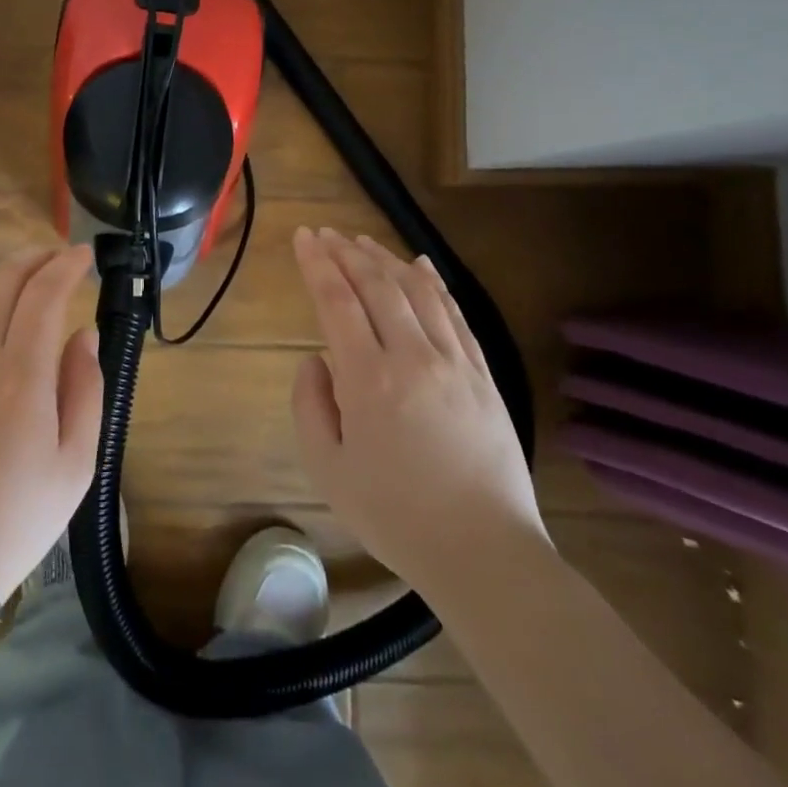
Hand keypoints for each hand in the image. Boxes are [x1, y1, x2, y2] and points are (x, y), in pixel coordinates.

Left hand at [0, 246, 102, 600]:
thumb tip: (83, 334)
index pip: (44, 295)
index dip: (65, 266)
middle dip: (32, 258)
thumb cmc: (17, 518)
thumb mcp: (76, 464)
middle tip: (55, 257)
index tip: (83, 256)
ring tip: (21, 274)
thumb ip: (86, 389)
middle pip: (1, 282)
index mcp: (21, 377)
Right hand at [289, 228, 544, 592]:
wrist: (483, 552)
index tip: (303, 237)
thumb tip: (317, 360)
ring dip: (386, 259)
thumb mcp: (328, 470)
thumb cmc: (396, 516)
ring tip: (362, 241)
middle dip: (346, 252)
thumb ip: (310, 406)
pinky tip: (421, 266)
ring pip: (417, 291)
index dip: (317, 264)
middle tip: (325, 234)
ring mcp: (454, 361)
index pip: (337, 301)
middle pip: (377, 285)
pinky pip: (454, 314)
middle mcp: (412, 356)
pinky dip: (434, 283)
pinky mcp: (483, 374)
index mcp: (369, 380)